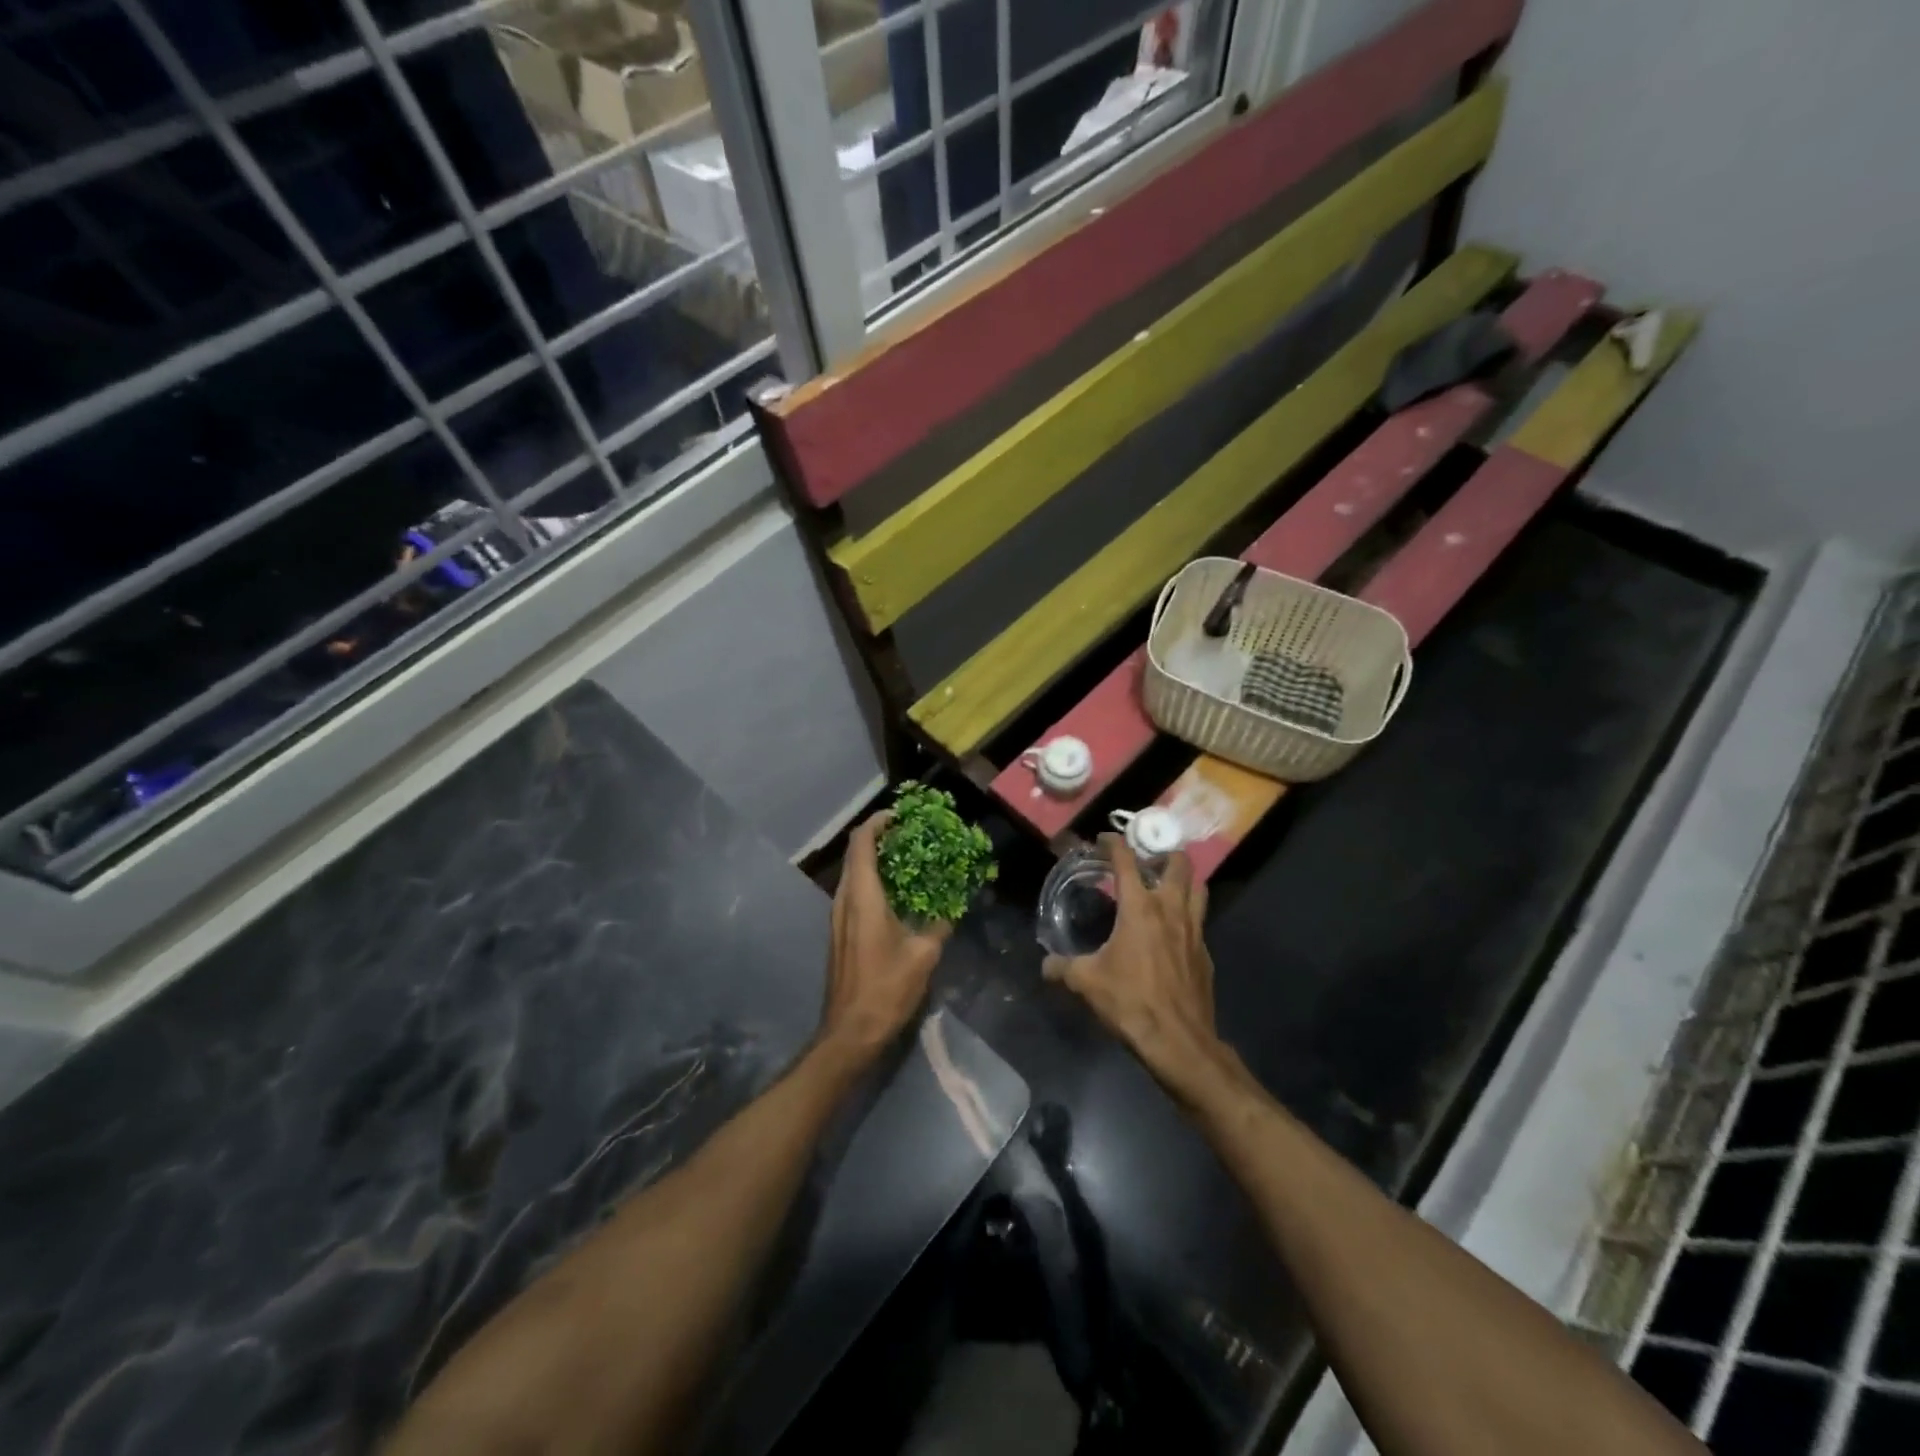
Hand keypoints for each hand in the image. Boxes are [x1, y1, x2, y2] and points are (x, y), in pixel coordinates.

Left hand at [819, 813, 949, 1065]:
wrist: (849, 1032)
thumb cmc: (886, 989)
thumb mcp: (923, 955)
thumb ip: (939, 924)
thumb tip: (953, 906)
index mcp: (862, 897)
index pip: (862, 842)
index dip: (879, 822)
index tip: (902, 815)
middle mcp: (844, 899)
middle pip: (856, 854)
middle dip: (881, 837)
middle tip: (912, 833)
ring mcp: (838, 916)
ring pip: (854, 873)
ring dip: (877, 859)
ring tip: (910, 858)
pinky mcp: (840, 932)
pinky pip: (855, 892)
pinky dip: (874, 880)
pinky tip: (899, 893)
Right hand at [1044, 834, 1238, 1104]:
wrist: (1179, 1042)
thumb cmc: (1131, 1002)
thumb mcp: (1086, 983)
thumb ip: (1062, 968)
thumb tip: (1045, 965)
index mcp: (1140, 908)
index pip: (1127, 861)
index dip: (1114, 844)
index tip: (1103, 839)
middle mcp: (1171, 910)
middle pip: (1179, 864)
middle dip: (1163, 853)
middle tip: (1145, 859)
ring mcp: (1194, 931)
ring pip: (1198, 888)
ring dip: (1183, 879)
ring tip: (1165, 885)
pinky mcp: (1205, 954)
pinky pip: (1199, 922)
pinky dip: (1187, 915)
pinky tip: (1172, 932)